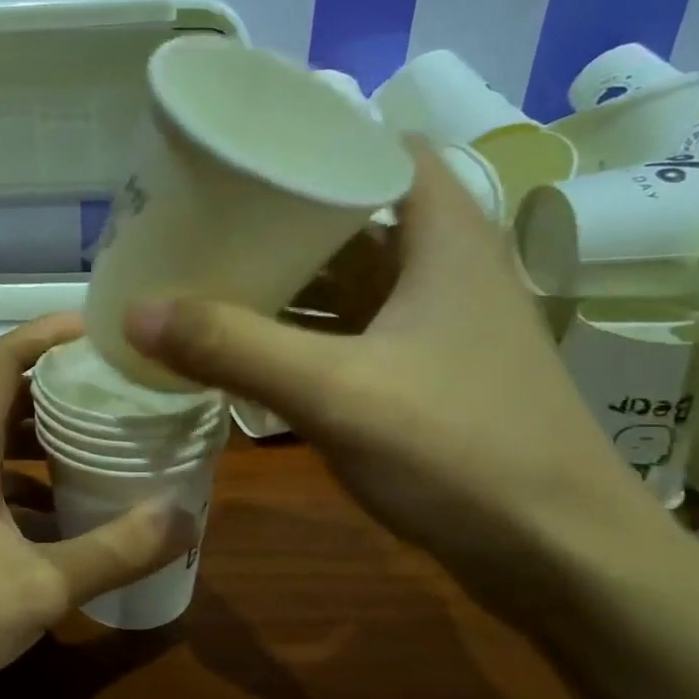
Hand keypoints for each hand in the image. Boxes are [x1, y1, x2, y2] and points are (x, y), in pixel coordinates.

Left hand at [0, 314, 199, 698]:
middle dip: (61, 387)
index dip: (49, 332)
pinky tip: (66, 511)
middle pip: (6, 396)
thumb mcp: (42, 586)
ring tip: (104, 442)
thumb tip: (184, 518)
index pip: (4, 360)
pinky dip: (28, 481)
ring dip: (46, 438)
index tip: (101, 329)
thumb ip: (115, 551)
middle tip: (119, 390)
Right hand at [123, 139, 670, 611]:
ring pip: (350, 281)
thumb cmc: (463, 453)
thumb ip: (234, 348)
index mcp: (444, 238)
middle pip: (354, 217)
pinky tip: (249, 347)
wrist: (563, 560)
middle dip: (280, 216)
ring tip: (209, 275)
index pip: (384, 147)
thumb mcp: (337, 393)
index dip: (319, 138)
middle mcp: (444, 270)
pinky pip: (350, 333)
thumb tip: (135, 312)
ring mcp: (436, 328)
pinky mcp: (425, 377)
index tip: (245, 151)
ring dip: (287, 280)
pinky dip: (301, 333)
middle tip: (203, 217)